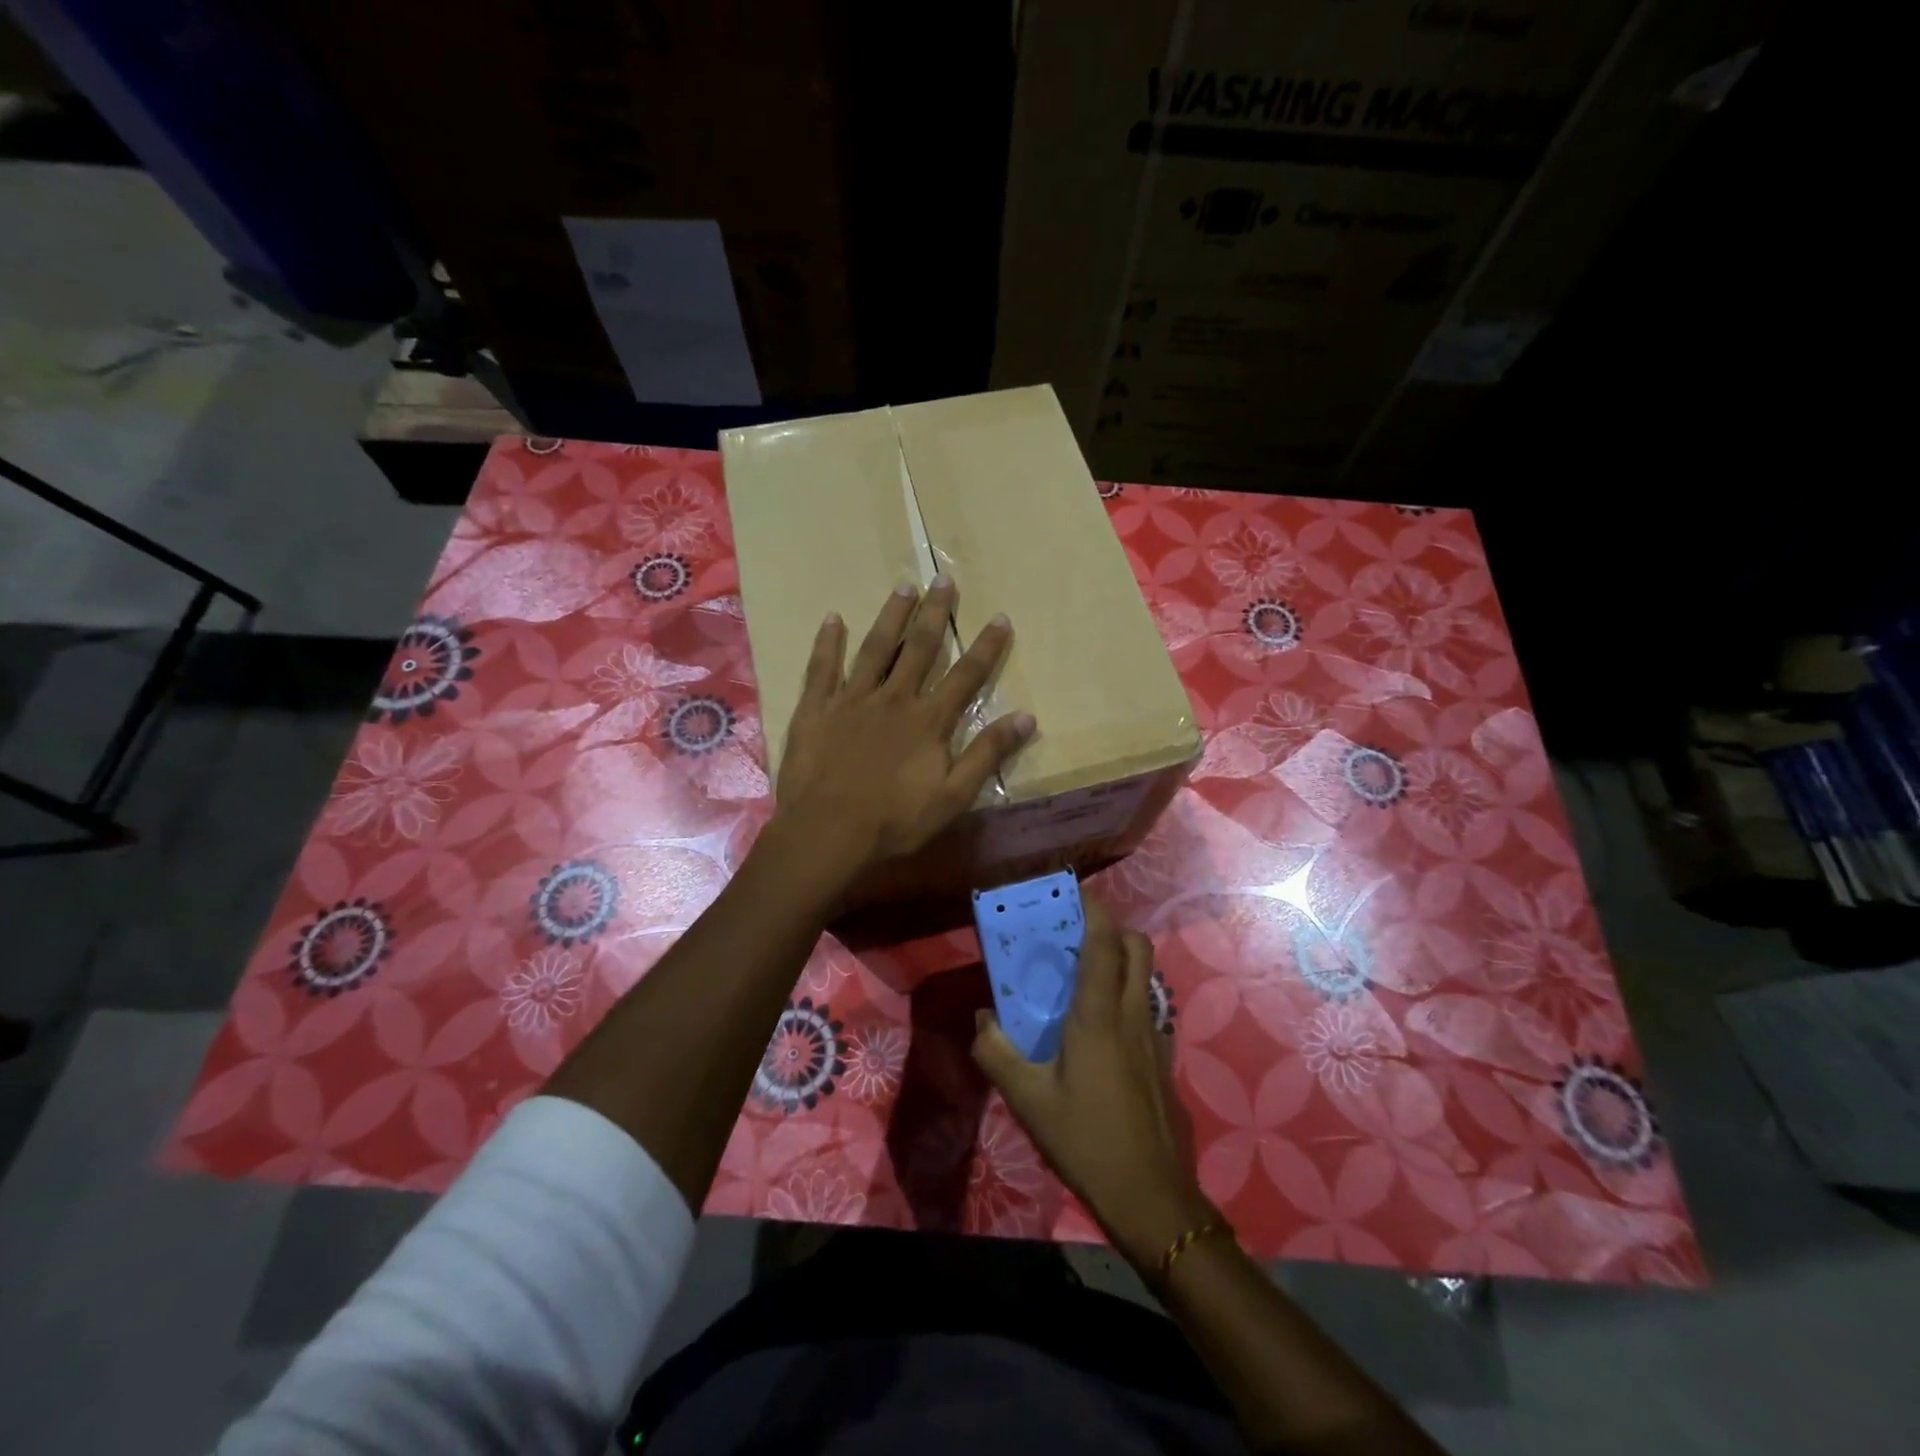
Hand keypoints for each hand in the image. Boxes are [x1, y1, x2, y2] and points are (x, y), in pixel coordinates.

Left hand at [771, 575, 1035, 887]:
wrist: (827, 832)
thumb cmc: (894, 821)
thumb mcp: (953, 797)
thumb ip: (988, 754)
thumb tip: (1027, 718)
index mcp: (928, 720)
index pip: (966, 676)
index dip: (986, 646)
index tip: (1000, 617)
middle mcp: (893, 698)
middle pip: (920, 648)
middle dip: (935, 613)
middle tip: (943, 578)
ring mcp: (852, 699)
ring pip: (875, 648)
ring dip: (891, 616)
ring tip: (903, 586)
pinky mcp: (816, 709)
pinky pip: (822, 667)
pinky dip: (828, 642)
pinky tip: (833, 618)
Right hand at [972, 899, 1214, 1271]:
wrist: (1152, 1197)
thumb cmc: (1086, 1140)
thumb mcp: (1028, 1100)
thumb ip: (996, 1053)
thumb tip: (981, 1018)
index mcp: (1099, 1015)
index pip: (1103, 943)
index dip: (1094, 909)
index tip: (1076, 890)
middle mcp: (1133, 1014)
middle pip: (1137, 947)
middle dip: (1112, 929)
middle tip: (1077, 936)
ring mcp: (1156, 1036)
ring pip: (1147, 976)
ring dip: (1123, 961)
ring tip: (1087, 977)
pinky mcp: (1165, 1060)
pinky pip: (1149, 1007)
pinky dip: (1130, 996)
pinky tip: (1104, 1031)